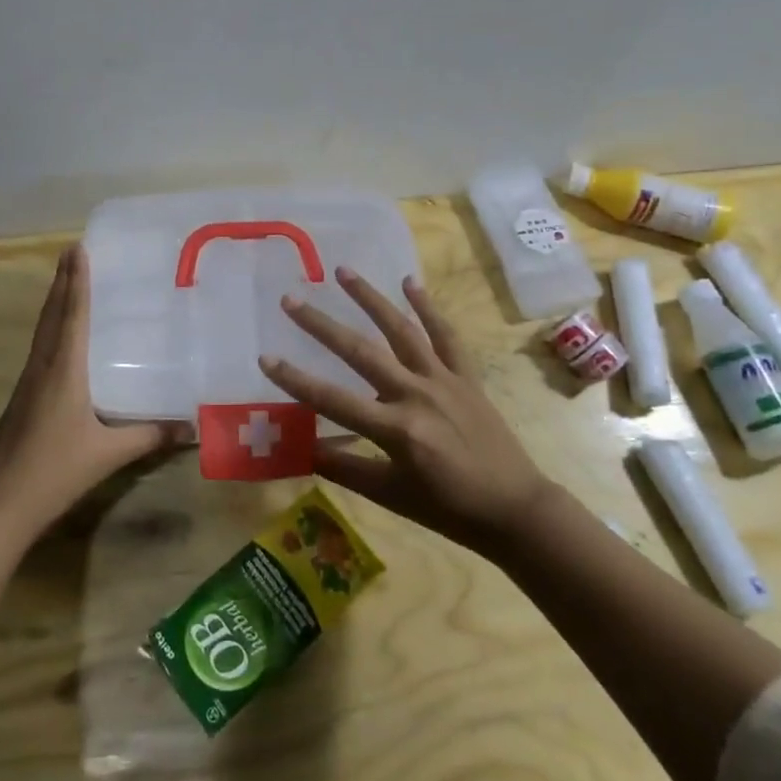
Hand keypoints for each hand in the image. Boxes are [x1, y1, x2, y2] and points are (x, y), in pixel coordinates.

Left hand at [0, 245, 186, 542]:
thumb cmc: (53, 472)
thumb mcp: (107, 455)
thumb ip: (148, 437)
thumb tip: (191, 427)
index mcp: (62, 371)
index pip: (72, 315)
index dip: (77, 280)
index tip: (78, 248)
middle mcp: (42, 367)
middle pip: (52, 314)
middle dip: (63, 281)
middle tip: (72, 251)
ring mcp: (27, 384)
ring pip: (42, 331)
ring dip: (54, 302)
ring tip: (66, 281)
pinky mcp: (21, 400)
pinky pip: (39, 350)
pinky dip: (51, 329)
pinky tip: (59, 339)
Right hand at [260, 268, 555, 557]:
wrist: (515, 509)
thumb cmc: (449, 509)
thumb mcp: (391, 496)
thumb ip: (346, 468)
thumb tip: (303, 448)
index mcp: (396, 429)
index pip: (333, 400)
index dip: (296, 380)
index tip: (265, 357)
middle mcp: (416, 394)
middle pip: (360, 352)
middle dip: (321, 325)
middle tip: (291, 300)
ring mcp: (443, 380)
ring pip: (401, 330)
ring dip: (370, 298)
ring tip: (344, 271)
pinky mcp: (465, 376)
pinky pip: (445, 336)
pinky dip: (428, 308)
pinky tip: (410, 283)